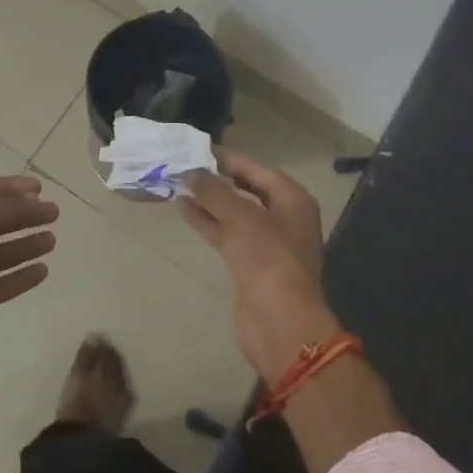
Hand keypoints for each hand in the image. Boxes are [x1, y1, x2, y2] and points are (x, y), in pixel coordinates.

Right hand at [178, 150, 340, 379]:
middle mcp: (283, 218)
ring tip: (180, 184)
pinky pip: (227, 234)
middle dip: (219, 179)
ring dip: (209, 200)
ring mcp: (267, 244)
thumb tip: (190, 172)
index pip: (258, 170)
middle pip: (247, 190)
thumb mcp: (241, 218)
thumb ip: (214, 191)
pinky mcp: (250, 264)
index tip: (200, 149)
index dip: (230, 159)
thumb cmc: (268, 260)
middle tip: (188, 164)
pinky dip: (208, 221)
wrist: (281, 324)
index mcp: (293, 201)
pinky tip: (184, 209)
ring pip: (234, 213)